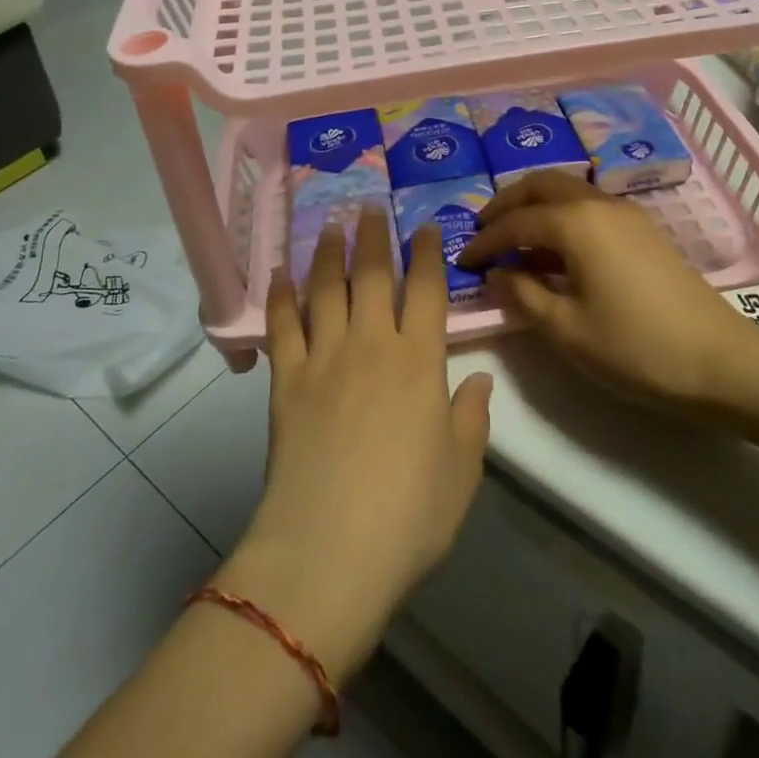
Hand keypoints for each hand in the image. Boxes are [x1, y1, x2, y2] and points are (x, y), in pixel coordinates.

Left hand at [217, 206, 492, 681]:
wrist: (328, 551)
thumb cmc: (409, 515)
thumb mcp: (462, 470)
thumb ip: (472, 417)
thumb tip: (479, 379)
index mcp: (419, 361)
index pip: (426, 290)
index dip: (426, 254)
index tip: (424, 227)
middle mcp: (371, 345)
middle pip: (372, 275)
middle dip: (373, 236)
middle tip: (370, 206)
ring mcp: (324, 358)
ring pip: (326, 288)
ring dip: (328, 252)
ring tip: (329, 224)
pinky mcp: (285, 381)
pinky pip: (282, 325)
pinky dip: (281, 295)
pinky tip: (280, 273)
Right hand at [459, 171, 745, 409]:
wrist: (720, 360)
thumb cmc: (635, 347)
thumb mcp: (567, 330)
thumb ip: (523, 296)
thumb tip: (496, 274)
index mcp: (575, 222)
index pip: (515, 222)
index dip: (484, 241)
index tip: (461, 261)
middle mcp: (598, 203)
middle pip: (540, 185)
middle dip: (506, 204)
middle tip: (483, 231)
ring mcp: (625, 213)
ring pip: (566, 190)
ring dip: (534, 207)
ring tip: (513, 242)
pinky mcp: (642, 229)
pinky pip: (588, 207)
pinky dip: (561, 217)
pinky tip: (555, 252)